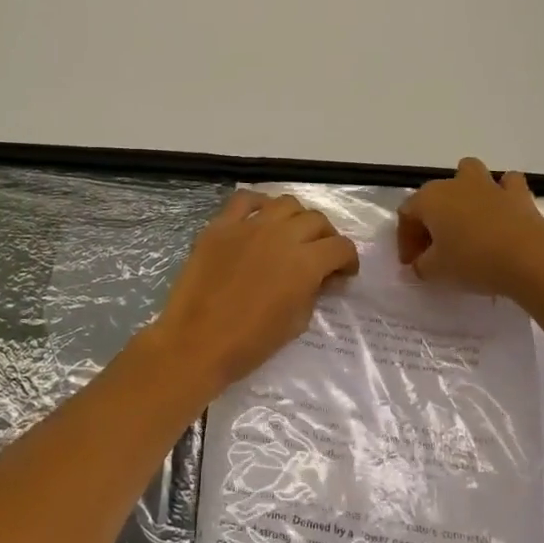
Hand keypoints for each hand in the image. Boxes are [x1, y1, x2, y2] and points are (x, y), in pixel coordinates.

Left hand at [152, 191, 360, 388]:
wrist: (195, 343)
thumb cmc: (250, 343)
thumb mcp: (296, 323)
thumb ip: (313, 292)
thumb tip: (320, 278)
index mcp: (305, 263)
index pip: (341, 247)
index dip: (348, 260)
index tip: (343, 273)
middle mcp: (282, 235)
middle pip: (316, 220)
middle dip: (325, 237)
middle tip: (320, 255)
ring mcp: (249, 226)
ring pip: (286, 203)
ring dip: (296, 217)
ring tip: (291, 234)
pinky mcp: (220, 225)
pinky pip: (244, 199)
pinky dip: (258, 204)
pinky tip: (260, 219)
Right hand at [397, 157, 543, 295]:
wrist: (530, 258)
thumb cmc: (473, 261)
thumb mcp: (436, 271)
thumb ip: (421, 266)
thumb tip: (421, 264)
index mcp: (429, 199)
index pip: (406, 215)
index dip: (405, 241)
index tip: (412, 265)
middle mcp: (455, 184)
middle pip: (434, 195)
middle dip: (430, 219)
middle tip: (435, 248)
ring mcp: (488, 185)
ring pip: (469, 172)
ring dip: (465, 189)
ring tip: (467, 217)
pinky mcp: (518, 193)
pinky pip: (507, 184)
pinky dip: (504, 193)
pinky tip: (503, 211)